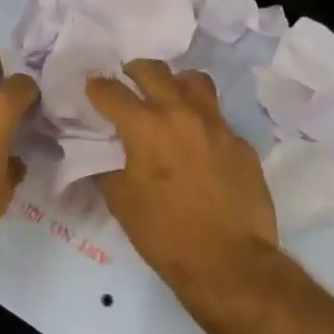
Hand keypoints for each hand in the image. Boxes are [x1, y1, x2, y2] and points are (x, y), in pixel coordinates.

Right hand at [87, 60, 278, 292]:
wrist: (230, 262)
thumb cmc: (165, 234)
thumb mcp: (121, 203)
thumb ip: (107, 169)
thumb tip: (103, 155)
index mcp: (146, 127)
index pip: (112, 92)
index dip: (97, 87)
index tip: (92, 86)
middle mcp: (181, 114)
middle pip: (154, 71)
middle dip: (134, 71)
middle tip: (127, 79)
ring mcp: (217, 125)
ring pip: (194, 81)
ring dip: (175, 83)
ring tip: (168, 96)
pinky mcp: (241, 143)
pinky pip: (217, 119)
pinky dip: (202, 121)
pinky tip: (198, 143)